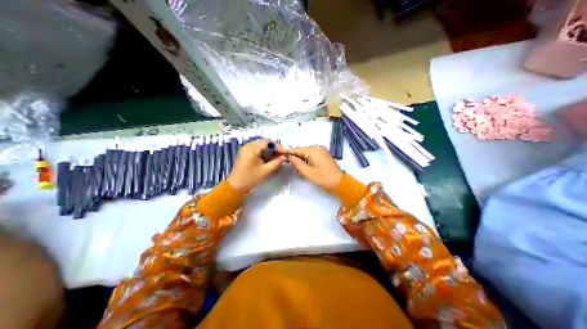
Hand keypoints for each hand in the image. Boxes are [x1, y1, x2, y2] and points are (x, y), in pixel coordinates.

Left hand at [225, 137, 287, 192]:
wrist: (235, 186)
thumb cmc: (250, 178)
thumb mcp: (266, 171)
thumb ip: (277, 162)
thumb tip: (285, 157)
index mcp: (252, 148)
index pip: (268, 142)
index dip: (278, 147)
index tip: (285, 153)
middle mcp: (248, 145)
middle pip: (264, 142)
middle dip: (274, 148)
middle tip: (282, 156)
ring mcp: (245, 149)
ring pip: (261, 145)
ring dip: (269, 150)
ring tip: (276, 158)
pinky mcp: (245, 153)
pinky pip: (256, 149)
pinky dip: (264, 152)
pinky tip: (268, 159)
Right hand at [286, 145, 341, 189]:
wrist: (339, 183)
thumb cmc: (323, 178)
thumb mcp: (308, 172)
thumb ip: (297, 163)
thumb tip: (289, 157)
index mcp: (314, 150)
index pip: (298, 149)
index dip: (289, 152)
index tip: (281, 155)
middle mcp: (318, 148)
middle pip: (302, 150)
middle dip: (296, 158)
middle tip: (291, 167)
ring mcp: (322, 151)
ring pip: (307, 153)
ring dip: (301, 160)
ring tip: (297, 169)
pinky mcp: (324, 156)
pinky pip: (312, 156)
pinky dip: (307, 161)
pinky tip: (304, 168)